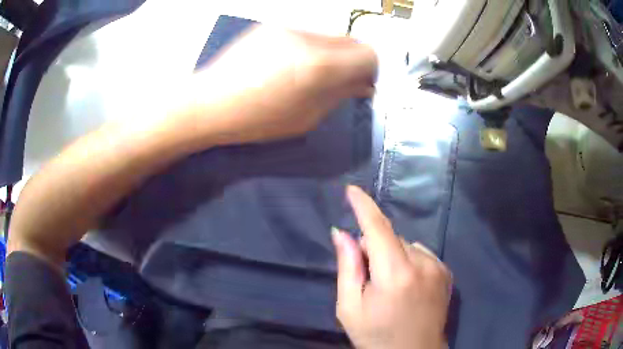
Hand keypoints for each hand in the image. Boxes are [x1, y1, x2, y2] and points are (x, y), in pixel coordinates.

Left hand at [176, 25, 376, 145]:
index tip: (360, 83)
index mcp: (319, 66)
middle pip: (352, 40)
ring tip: (308, 74)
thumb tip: (363, 85)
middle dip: (352, 61)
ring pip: (329, 36)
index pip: (369, 54)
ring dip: (330, 54)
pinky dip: (309, 48)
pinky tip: (288, 65)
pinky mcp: (272, 26)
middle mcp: (308, 38)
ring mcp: (288, 27)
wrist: (209, 103)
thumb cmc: (256, 120)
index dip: (370, 70)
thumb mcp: (305, 118)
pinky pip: (305, 35)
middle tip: (338, 81)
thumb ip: (340, 96)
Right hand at [333, 186, 451, 348]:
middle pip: (391, 238)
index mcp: (396, 274)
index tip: (351, 190)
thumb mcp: (350, 307)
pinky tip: (407, 286)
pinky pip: (421, 254)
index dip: (364, 206)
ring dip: (393, 256)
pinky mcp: (446, 272)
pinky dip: (409, 261)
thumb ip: (347, 267)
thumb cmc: (376, 336)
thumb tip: (342, 233)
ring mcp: (439, 267)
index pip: (378, 229)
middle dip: (374, 248)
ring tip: (390, 286)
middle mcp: (423, 264)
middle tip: (368, 278)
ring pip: (406, 245)